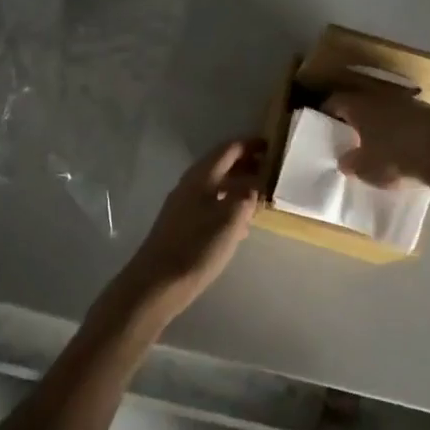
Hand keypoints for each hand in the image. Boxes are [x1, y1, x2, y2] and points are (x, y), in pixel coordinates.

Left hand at [113, 139, 264, 320]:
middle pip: (221, 165)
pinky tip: (241, 224)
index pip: (229, 149)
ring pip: (216, 186)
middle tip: (271, 171)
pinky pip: (210, 204)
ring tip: (261, 196)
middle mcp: (190, 184)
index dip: (251, 145)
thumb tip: (256, 183)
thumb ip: (247, 196)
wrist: (156, 284)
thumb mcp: (231, 219)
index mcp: (201, 177)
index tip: (273, 146)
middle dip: (246, 164)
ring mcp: (183, 205)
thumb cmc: (197, 247)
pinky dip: (229, 205)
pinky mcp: (182, 225)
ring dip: (238, 186)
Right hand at [327, 86, 429, 194]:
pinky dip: (399, 127)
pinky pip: (404, 117)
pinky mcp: (427, 110)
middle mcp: (379, 96)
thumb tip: (344, 161)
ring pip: (384, 108)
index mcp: (358, 105)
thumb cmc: (395, 156)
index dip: (326, 112)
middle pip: (360, 102)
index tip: (322, 123)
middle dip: (354, 117)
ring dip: (379, 121)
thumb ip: (352, 163)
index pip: (334, 101)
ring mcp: (405, 101)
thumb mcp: (366, 168)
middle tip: (348, 133)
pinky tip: (402, 144)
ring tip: (376, 140)